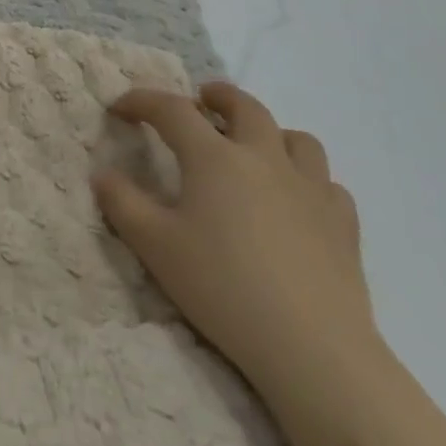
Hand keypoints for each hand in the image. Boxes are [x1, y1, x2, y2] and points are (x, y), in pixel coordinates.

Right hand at [92, 82, 374, 393]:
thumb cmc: (222, 288)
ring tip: (253, 147)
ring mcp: (311, 189)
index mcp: (214, 158)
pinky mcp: (343, 223)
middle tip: (201, 100)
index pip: (172, 110)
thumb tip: (102, 174)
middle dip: (217, 97)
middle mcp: (264, 159)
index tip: (120, 108)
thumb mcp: (154, 246)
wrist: (312, 348)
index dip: (142, 101)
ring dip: (269, 132)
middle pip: (244, 107)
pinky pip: (326, 183)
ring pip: (296, 139)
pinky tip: (296, 200)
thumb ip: (122, 203)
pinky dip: (307, 179)